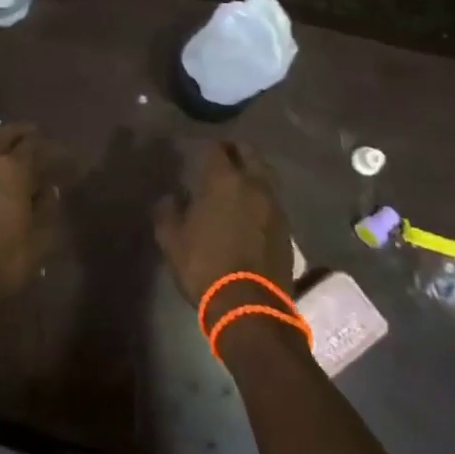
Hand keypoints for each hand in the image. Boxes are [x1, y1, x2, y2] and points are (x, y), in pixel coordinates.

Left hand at [0, 123, 50, 305]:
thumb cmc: (0, 265)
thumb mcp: (39, 242)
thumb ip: (46, 209)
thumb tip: (48, 190)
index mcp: (11, 169)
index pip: (34, 145)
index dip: (50, 148)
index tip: (60, 157)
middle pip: (3, 132)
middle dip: (20, 133)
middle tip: (33, 136)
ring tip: (4, 145)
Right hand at [154, 140, 294, 306]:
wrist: (250, 305)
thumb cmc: (205, 265)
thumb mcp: (171, 240)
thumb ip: (168, 211)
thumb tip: (173, 197)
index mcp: (223, 181)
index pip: (217, 149)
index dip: (209, 148)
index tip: (201, 153)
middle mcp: (254, 185)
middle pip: (250, 154)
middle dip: (237, 151)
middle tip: (224, 157)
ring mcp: (274, 206)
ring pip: (266, 176)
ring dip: (253, 174)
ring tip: (239, 183)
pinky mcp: (286, 229)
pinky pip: (273, 202)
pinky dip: (262, 199)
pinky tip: (251, 211)